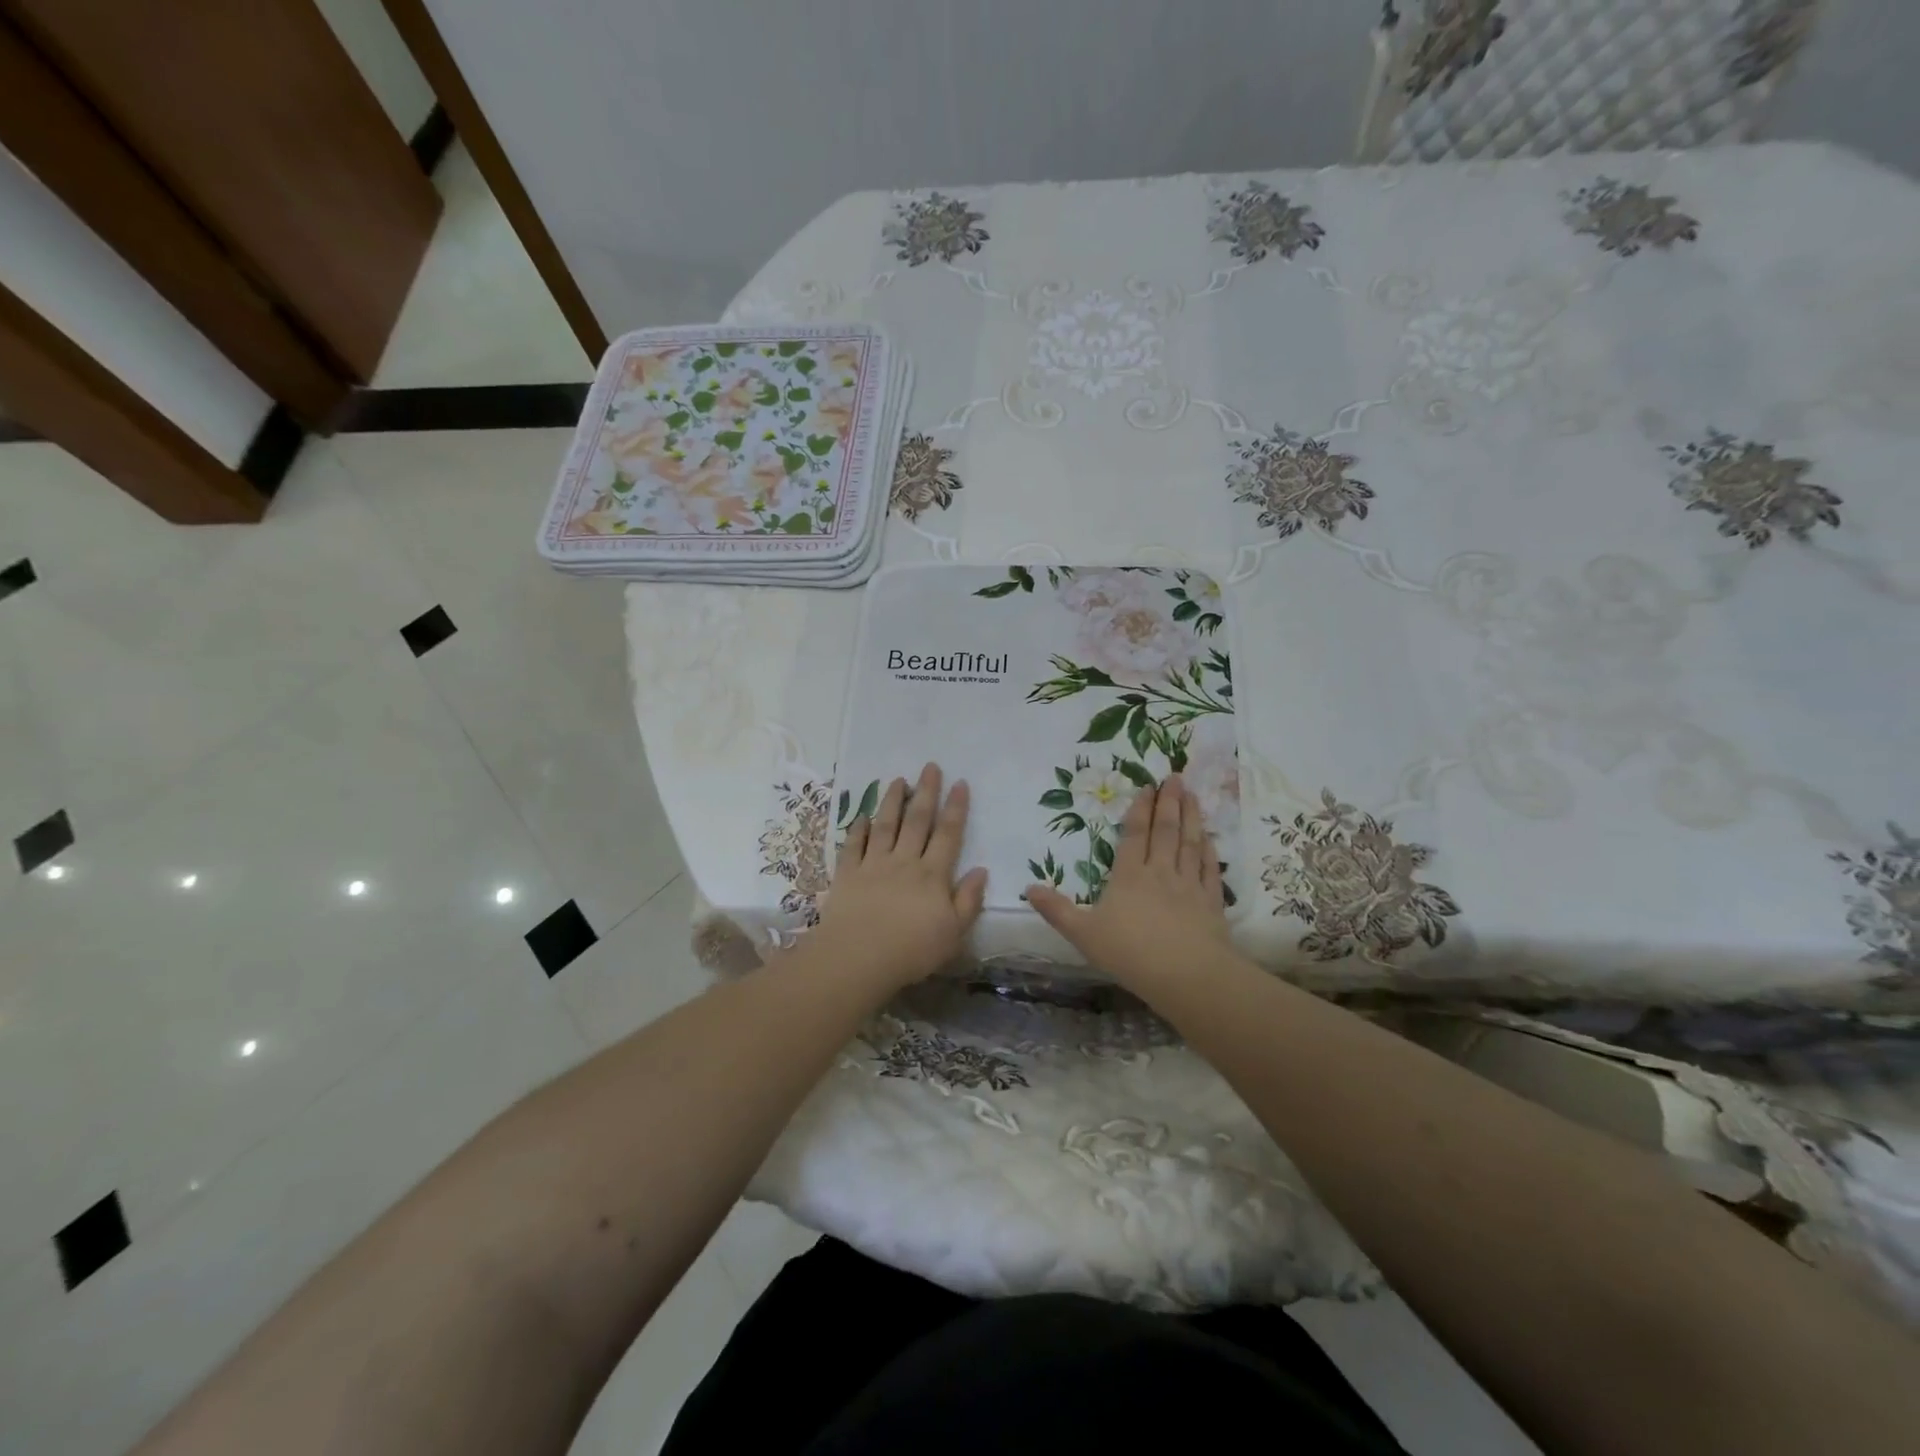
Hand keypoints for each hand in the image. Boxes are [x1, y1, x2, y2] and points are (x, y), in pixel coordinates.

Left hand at [812, 762, 988, 990]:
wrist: (858, 959)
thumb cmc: (911, 951)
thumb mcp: (953, 933)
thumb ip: (969, 900)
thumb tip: (981, 870)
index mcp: (932, 875)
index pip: (948, 834)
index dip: (955, 808)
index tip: (960, 783)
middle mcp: (904, 862)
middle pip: (917, 821)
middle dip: (926, 792)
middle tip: (930, 766)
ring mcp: (873, 865)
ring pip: (885, 825)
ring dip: (893, 801)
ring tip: (898, 780)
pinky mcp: (847, 875)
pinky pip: (853, 845)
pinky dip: (858, 829)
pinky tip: (862, 817)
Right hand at [1024, 775, 1230, 990]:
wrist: (1186, 975)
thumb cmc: (1130, 953)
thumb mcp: (1083, 934)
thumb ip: (1056, 910)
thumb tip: (1028, 888)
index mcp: (1128, 877)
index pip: (1134, 835)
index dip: (1140, 810)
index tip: (1147, 787)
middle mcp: (1160, 873)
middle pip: (1165, 831)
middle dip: (1169, 802)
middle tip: (1175, 777)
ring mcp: (1189, 886)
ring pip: (1190, 843)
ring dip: (1191, 817)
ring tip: (1192, 795)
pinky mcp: (1211, 902)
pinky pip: (1210, 869)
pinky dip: (1210, 851)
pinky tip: (1210, 838)